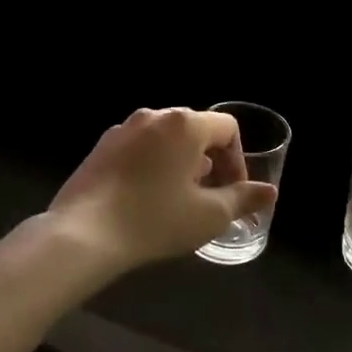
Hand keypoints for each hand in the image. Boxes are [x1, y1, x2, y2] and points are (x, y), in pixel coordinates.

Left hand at [47, 108, 276, 270]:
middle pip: (196, 130)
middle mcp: (154, 116)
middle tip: (210, 197)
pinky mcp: (100, 148)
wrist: (82, 235)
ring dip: (180, 163)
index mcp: (185, 124)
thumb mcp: (209, 215)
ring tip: (178, 199)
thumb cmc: (155, 220)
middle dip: (210, 161)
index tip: (233, 192)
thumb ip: (243, 199)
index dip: (238, 160)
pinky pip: (139, 148)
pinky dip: (152, 166)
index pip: (227, 128)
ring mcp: (123, 129)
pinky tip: (145, 199)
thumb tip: (269, 192)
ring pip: (165, 139)